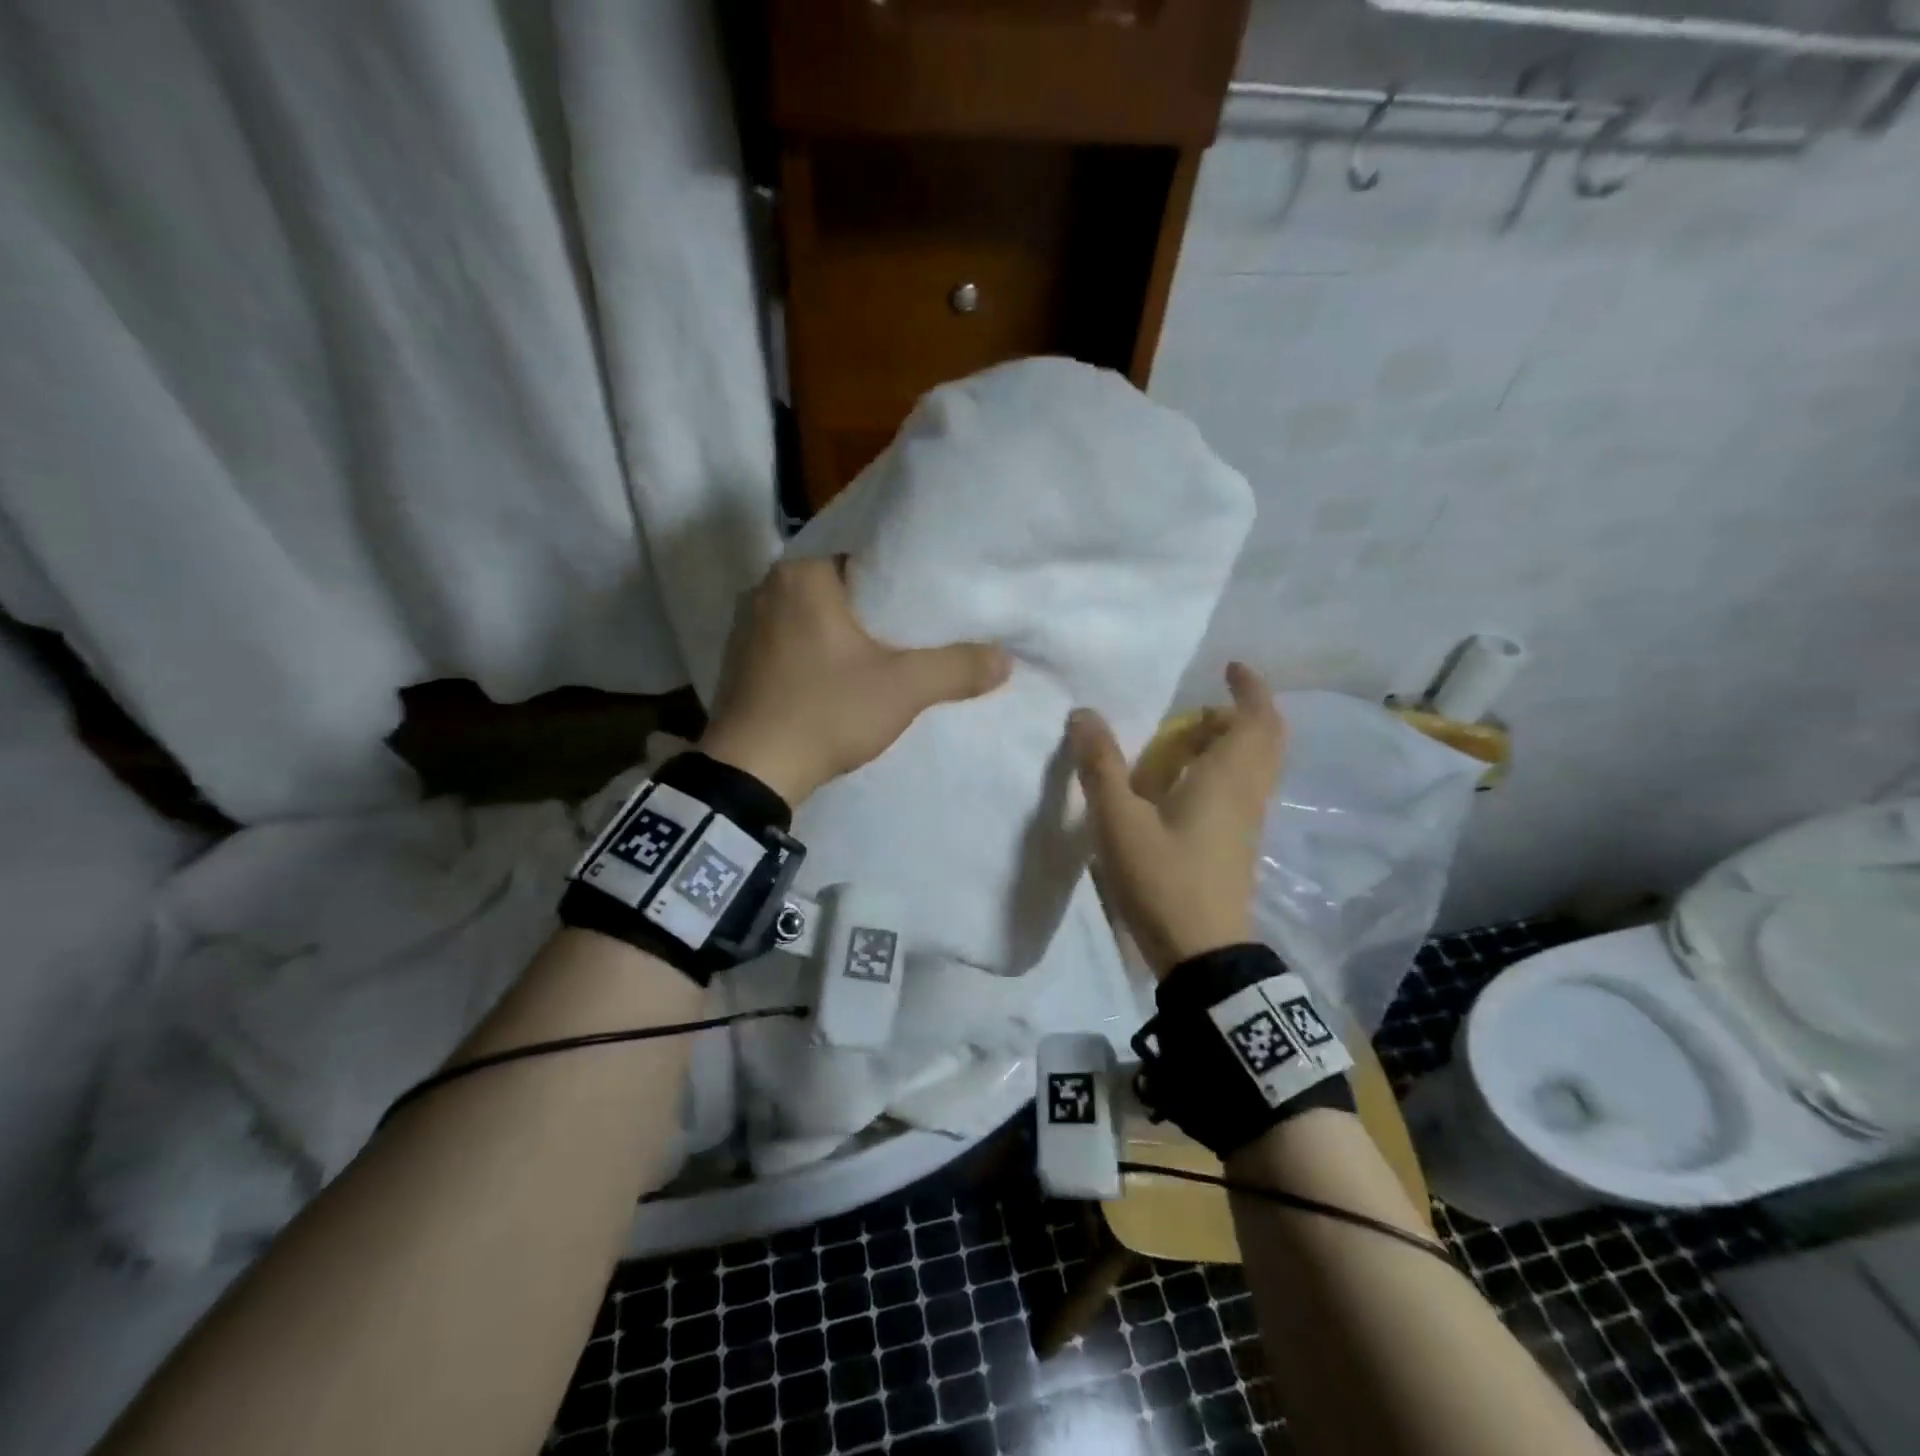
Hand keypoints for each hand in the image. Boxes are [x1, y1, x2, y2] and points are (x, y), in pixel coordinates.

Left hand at [699, 558, 1010, 805]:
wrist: (752, 773)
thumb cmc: (826, 711)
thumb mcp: (903, 689)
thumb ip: (957, 668)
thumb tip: (1006, 659)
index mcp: (802, 575)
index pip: (864, 559)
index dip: (901, 581)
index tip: (928, 603)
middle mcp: (766, 589)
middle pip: (839, 589)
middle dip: (874, 610)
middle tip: (914, 631)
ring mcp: (746, 627)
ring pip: (813, 618)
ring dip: (843, 634)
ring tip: (882, 654)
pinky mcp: (739, 662)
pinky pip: (790, 644)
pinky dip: (816, 654)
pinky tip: (838, 677)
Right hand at [1070, 663, 1285, 976]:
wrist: (1203, 953)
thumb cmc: (1163, 879)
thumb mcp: (1119, 821)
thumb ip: (1100, 766)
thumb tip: (1084, 715)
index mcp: (1227, 778)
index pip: (1257, 719)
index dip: (1250, 688)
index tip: (1230, 668)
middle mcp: (1247, 794)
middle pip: (1265, 740)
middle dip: (1240, 714)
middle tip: (1202, 709)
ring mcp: (1248, 822)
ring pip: (1255, 767)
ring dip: (1229, 744)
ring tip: (1184, 743)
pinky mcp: (1239, 845)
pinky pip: (1243, 790)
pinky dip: (1224, 771)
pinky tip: (1183, 787)